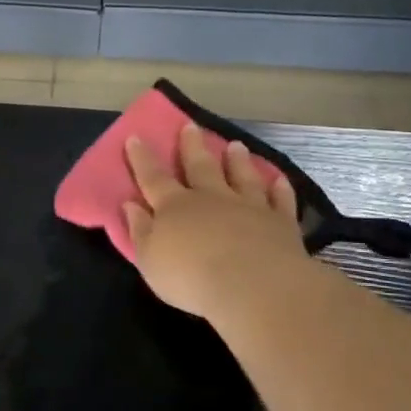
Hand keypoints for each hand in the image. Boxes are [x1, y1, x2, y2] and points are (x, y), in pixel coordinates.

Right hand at [124, 124, 308, 318]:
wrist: (252, 285)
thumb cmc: (191, 278)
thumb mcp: (150, 261)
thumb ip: (140, 231)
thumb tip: (130, 205)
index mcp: (175, 207)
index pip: (153, 178)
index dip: (142, 158)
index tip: (136, 136)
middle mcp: (211, 198)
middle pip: (200, 166)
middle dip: (192, 146)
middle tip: (190, 125)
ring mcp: (249, 206)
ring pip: (242, 176)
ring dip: (237, 161)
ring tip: (236, 145)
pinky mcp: (280, 222)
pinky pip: (280, 200)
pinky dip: (279, 189)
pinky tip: (279, 179)